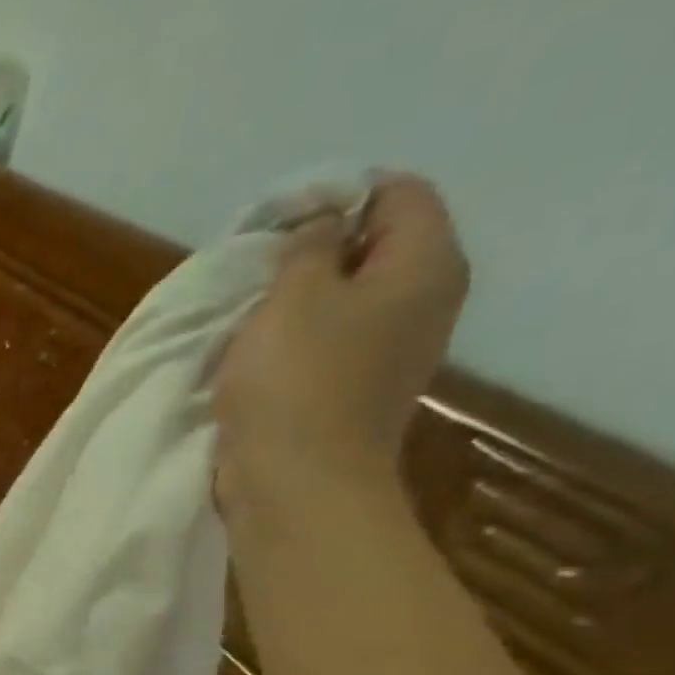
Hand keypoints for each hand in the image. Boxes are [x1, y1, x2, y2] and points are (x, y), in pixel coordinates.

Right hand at [216, 173, 470, 506]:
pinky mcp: (359, 385)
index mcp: (424, 266)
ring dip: (301, 295)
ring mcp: (395, 348)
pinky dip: (299, 333)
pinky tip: (260, 348)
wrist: (298, 481)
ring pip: (351, 294)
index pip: (399, 193)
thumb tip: (322, 226)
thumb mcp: (293, 296)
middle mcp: (424, 300)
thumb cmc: (296, 381)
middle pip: (378, 243)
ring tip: (250, 307)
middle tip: (257, 265)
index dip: (338, 194)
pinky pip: (334, 337)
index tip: (277, 222)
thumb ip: (308, 247)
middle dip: (317, 246)